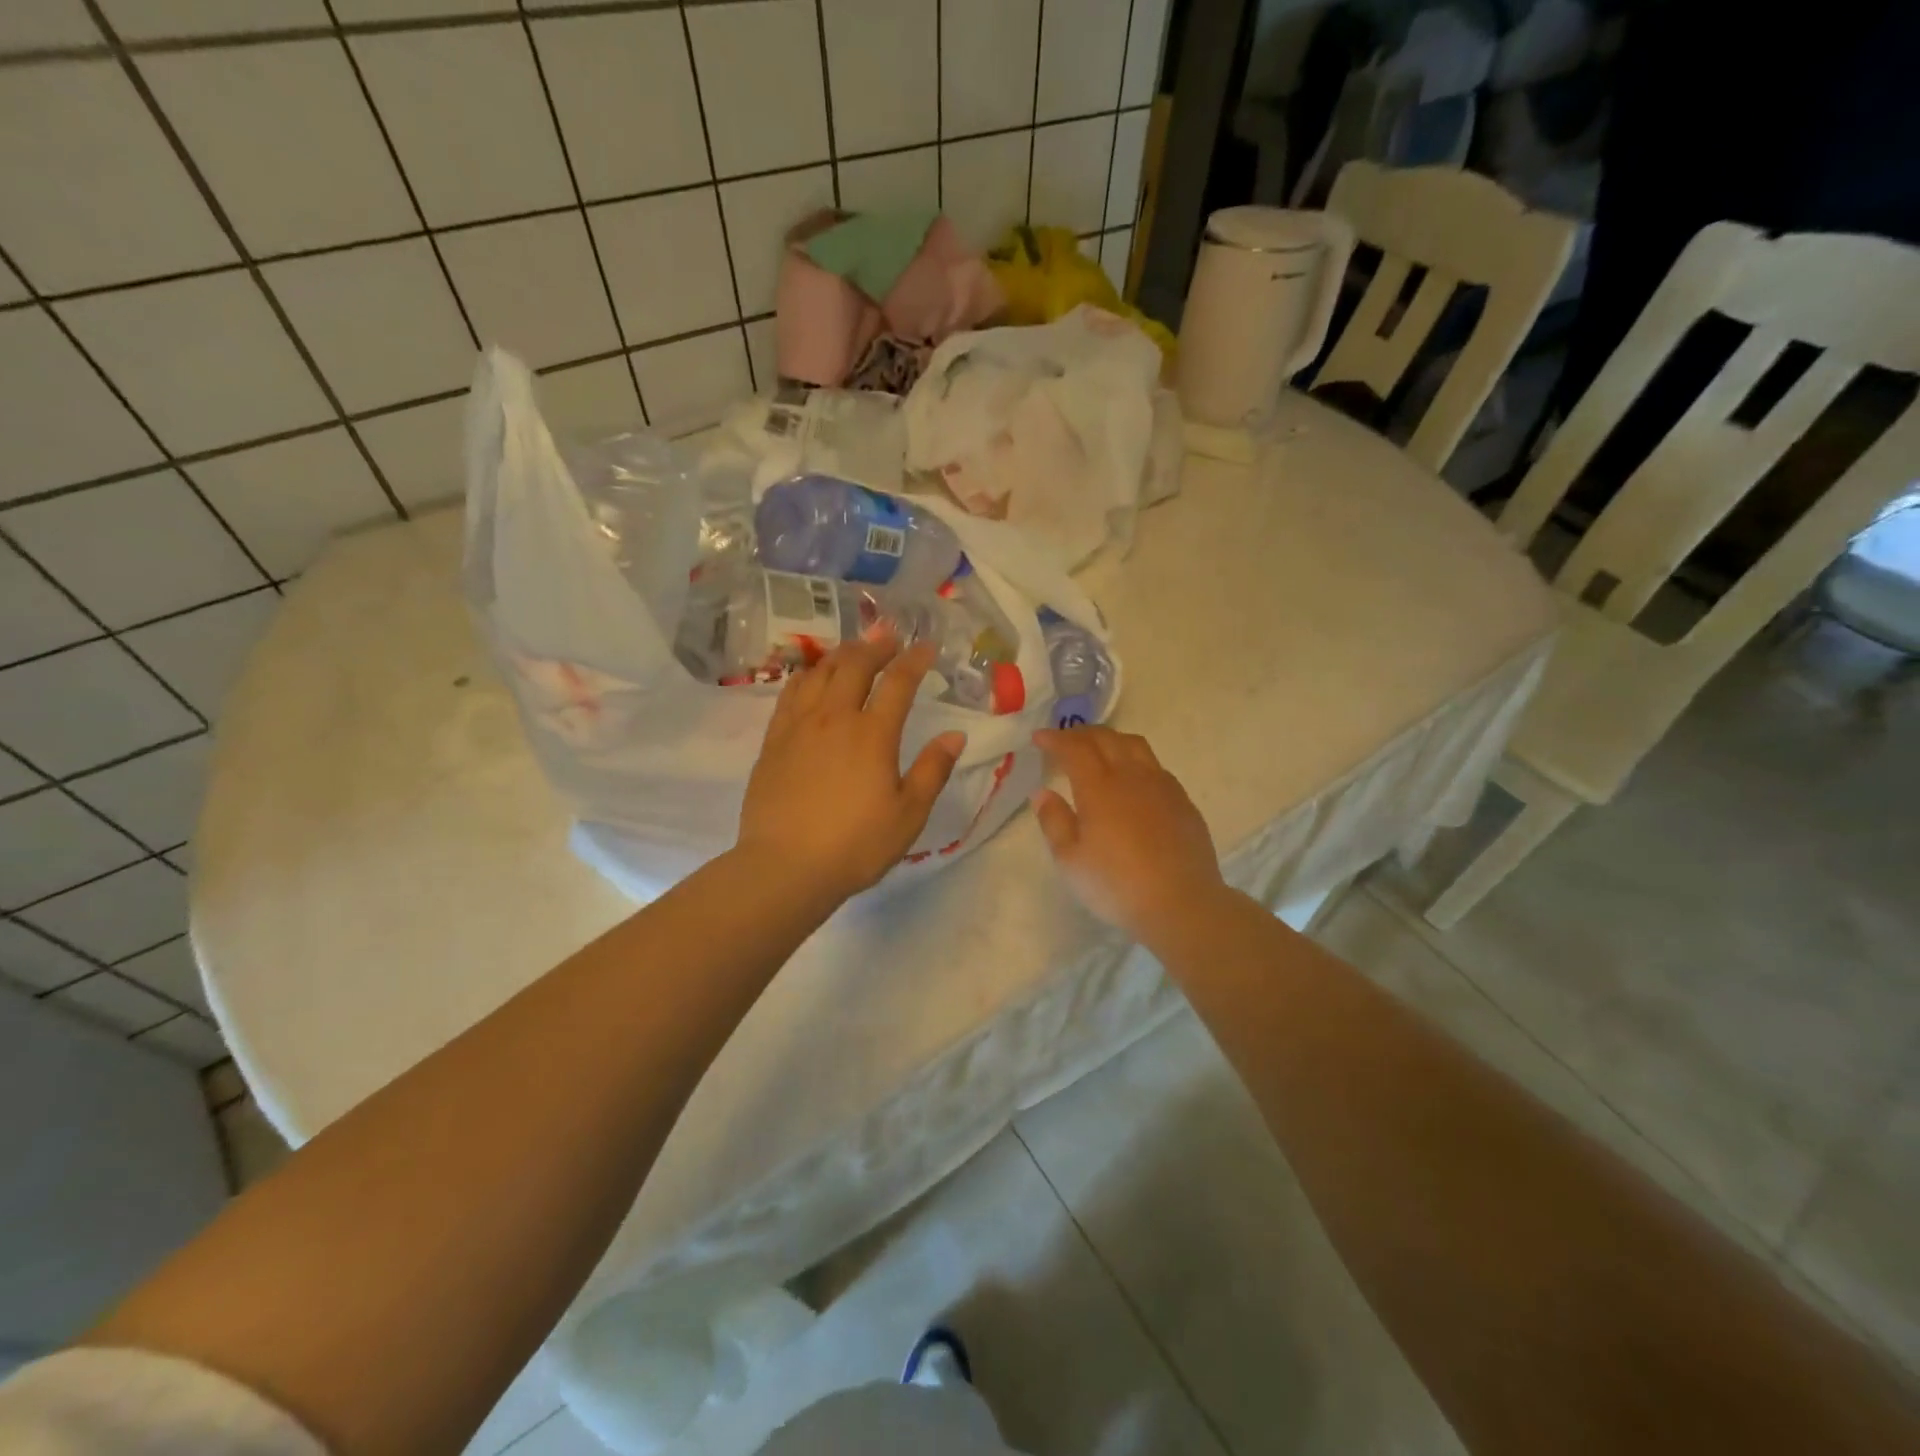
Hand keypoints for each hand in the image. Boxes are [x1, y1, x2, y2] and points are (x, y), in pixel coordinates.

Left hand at [737, 632, 964, 903]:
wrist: (785, 866)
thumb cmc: (855, 844)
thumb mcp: (908, 814)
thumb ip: (932, 770)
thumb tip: (954, 735)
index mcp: (873, 734)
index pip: (898, 682)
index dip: (915, 659)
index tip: (927, 646)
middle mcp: (834, 718)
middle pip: (855, 665)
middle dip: (876, 645)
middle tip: (890, 636)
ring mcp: (799, 726)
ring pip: (819, 672)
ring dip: (840, 654)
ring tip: (853, 650)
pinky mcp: (774, 740)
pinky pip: (790, 693)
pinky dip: (806, 675)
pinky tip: (811, 677)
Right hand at [1032, 727, 1227, 945]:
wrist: (1181, 904)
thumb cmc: (1116, 885)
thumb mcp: (1070, 860)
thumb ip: (1054, 821)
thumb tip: (1043, 793)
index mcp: (1099, 787)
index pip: (1074, 748)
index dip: (1054, 739)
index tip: (1038, 738)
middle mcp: (1131, 776)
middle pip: (1105, 738)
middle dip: (1080, 733)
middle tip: (1063, 740)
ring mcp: (1161, 785)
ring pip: (1134, 745)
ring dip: (1110, 739)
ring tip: (1098, 749)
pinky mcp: (1182, 800)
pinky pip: (1155, 765)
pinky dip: (1134, 758)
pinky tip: (1132, 777)